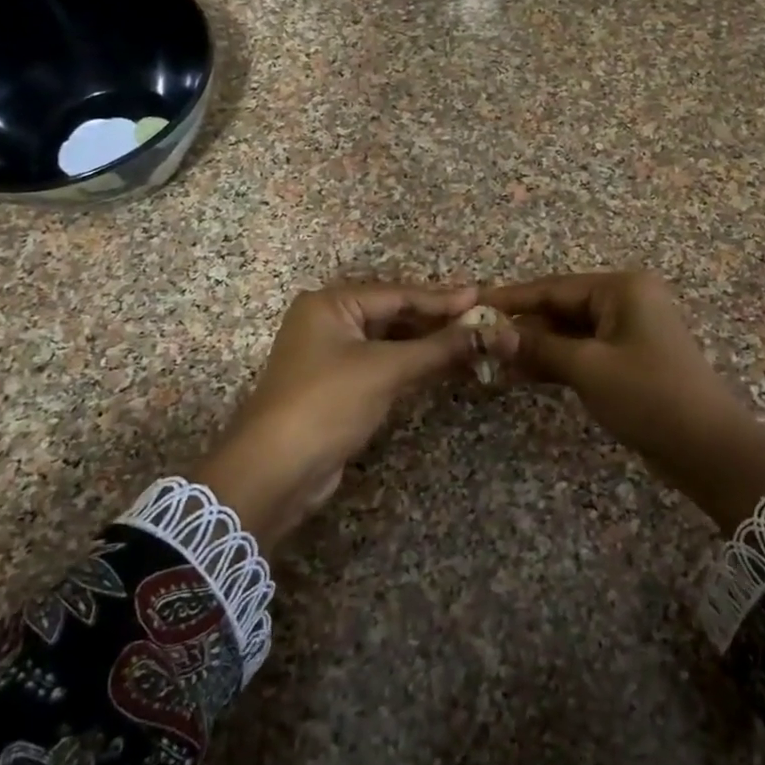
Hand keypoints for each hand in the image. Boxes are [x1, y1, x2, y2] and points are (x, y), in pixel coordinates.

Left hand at [195, 282, 497, 548]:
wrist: (276, 470)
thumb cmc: (328, 403)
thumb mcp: (386, 370)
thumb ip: (438, 348)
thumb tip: (489, 331)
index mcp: (331, 303)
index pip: (398, 294)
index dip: (442, 299)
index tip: (482, 297)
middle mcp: (328, 321)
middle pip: (394, 314)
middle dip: (436, 320)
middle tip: (481, 319)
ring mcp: (331, 355)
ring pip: (389, 340)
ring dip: (427, 343)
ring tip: (470, 340)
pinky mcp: (337, 385)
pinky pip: (382, 363)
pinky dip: (411, 363)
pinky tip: (441, 364)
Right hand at [483, 271, 764, 531]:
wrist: (706, 447)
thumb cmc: (648, 395)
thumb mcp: (588, 367)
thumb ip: (538, 347)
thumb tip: (490, 334)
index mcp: (621, 288)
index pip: (553, 287)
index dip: (510, 298)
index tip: (471, 305)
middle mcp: (626, 301)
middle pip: (560, 307)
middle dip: (521, 325)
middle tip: (475, 339)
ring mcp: (629, 331)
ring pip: (569, 332)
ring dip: (535, 346)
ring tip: (491, 359)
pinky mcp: (629, 359)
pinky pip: (583, 351)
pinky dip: (555, 361)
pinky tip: (521, 372)